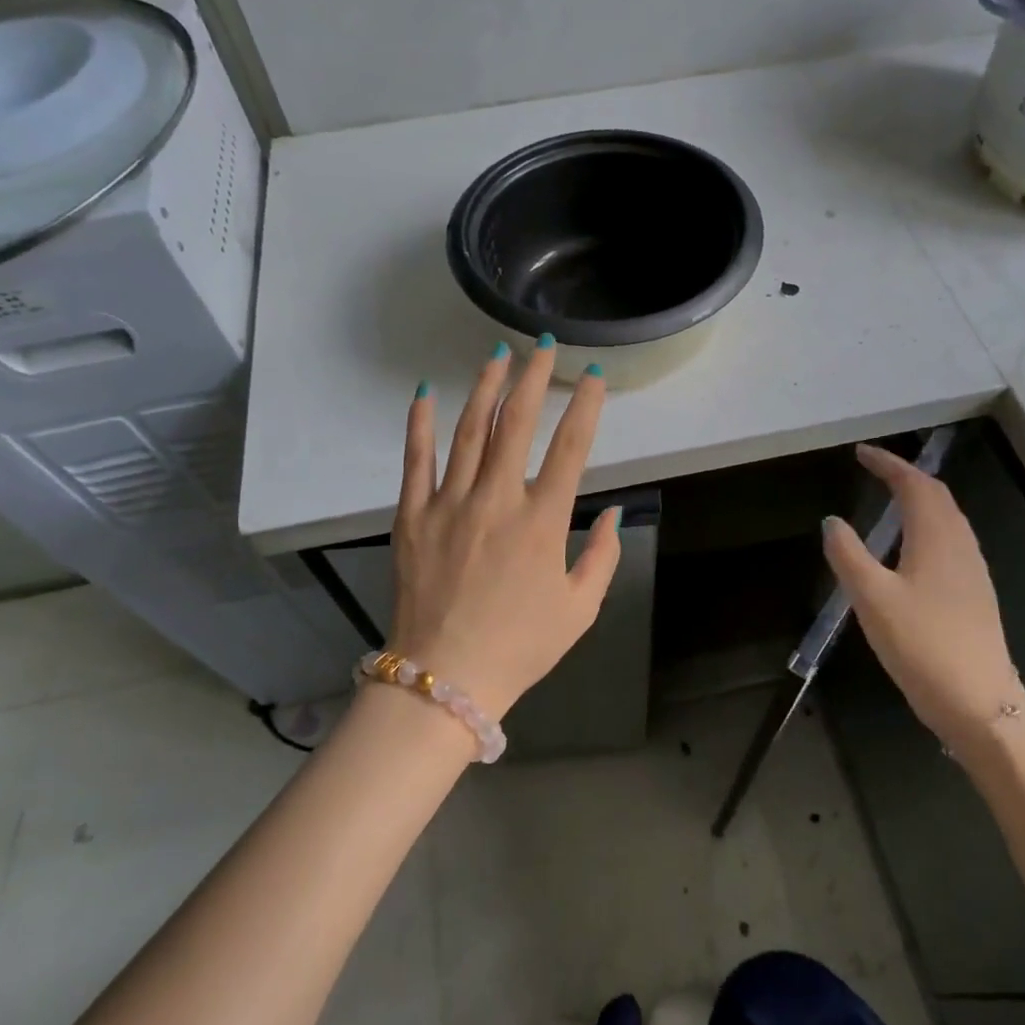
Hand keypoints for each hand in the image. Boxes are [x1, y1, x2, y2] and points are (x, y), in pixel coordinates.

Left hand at [389, 342, 620, 718]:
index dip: (585, 407)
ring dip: (485, 388)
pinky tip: (424, 394)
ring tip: (497, 354)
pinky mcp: (413, 515)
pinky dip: (420, 425)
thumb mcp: (580, 609)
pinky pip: (416, 461)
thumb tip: (612, 513)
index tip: (593, 375)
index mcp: (542, 521)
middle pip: (517, 424)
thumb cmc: (520, 646)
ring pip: (470, 431)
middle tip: (543, 345)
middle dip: (533, 378)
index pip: (571, 448)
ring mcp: (449, 503)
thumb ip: (602, 557)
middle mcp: (497, 499)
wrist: (444, 679)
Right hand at [822, 444, 1024, 754]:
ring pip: (948, 517)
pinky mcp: (975, 593)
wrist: (980, 704)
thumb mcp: (871, 598)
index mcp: (936, 538)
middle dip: (905, 475)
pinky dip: (928, 523)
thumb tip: (832, 521)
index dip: (888, 463)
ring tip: (890, 497)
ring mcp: (972, 570)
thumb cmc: (922, 645)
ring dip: (920, 498)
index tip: (861, 452)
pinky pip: (951, 539)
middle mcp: (959, 545)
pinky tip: (912, 546)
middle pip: (937, 495)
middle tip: (874, 469)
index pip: (914, 484)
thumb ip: (847, 554)